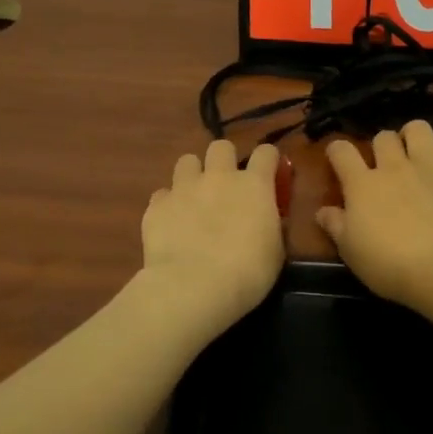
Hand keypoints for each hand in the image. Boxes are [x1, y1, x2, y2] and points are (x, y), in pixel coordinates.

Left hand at [140, 140, 285, 332]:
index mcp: (254, 186)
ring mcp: (184, 188)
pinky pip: (162, 194)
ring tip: (194, 197)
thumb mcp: (275, 251)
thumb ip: (272, 226)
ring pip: (186, 161)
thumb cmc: (247, 273)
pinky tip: (171, 223)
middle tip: (226, 184)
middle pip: (221, 147)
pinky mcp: (157, 205)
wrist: (194, 287)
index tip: (269, 172)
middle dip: (224, 160)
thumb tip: (268, 218)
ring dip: (193, 175)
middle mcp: (219, 177)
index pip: (266, 153)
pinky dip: (168, 204)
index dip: (269, 159)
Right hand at [316, 121, 432, 312]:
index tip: (336, 158)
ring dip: (416, 133)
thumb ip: (335, 226)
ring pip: (422, 133)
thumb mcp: (350, 250)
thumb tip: (322, 210)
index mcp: (363, 184)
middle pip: (384, 138)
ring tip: (415, 143)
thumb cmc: (388, 263)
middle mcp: (395, 169)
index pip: (342, 152)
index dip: (336, 150)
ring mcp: (431, 173)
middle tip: (382, 160)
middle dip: (381, 143)